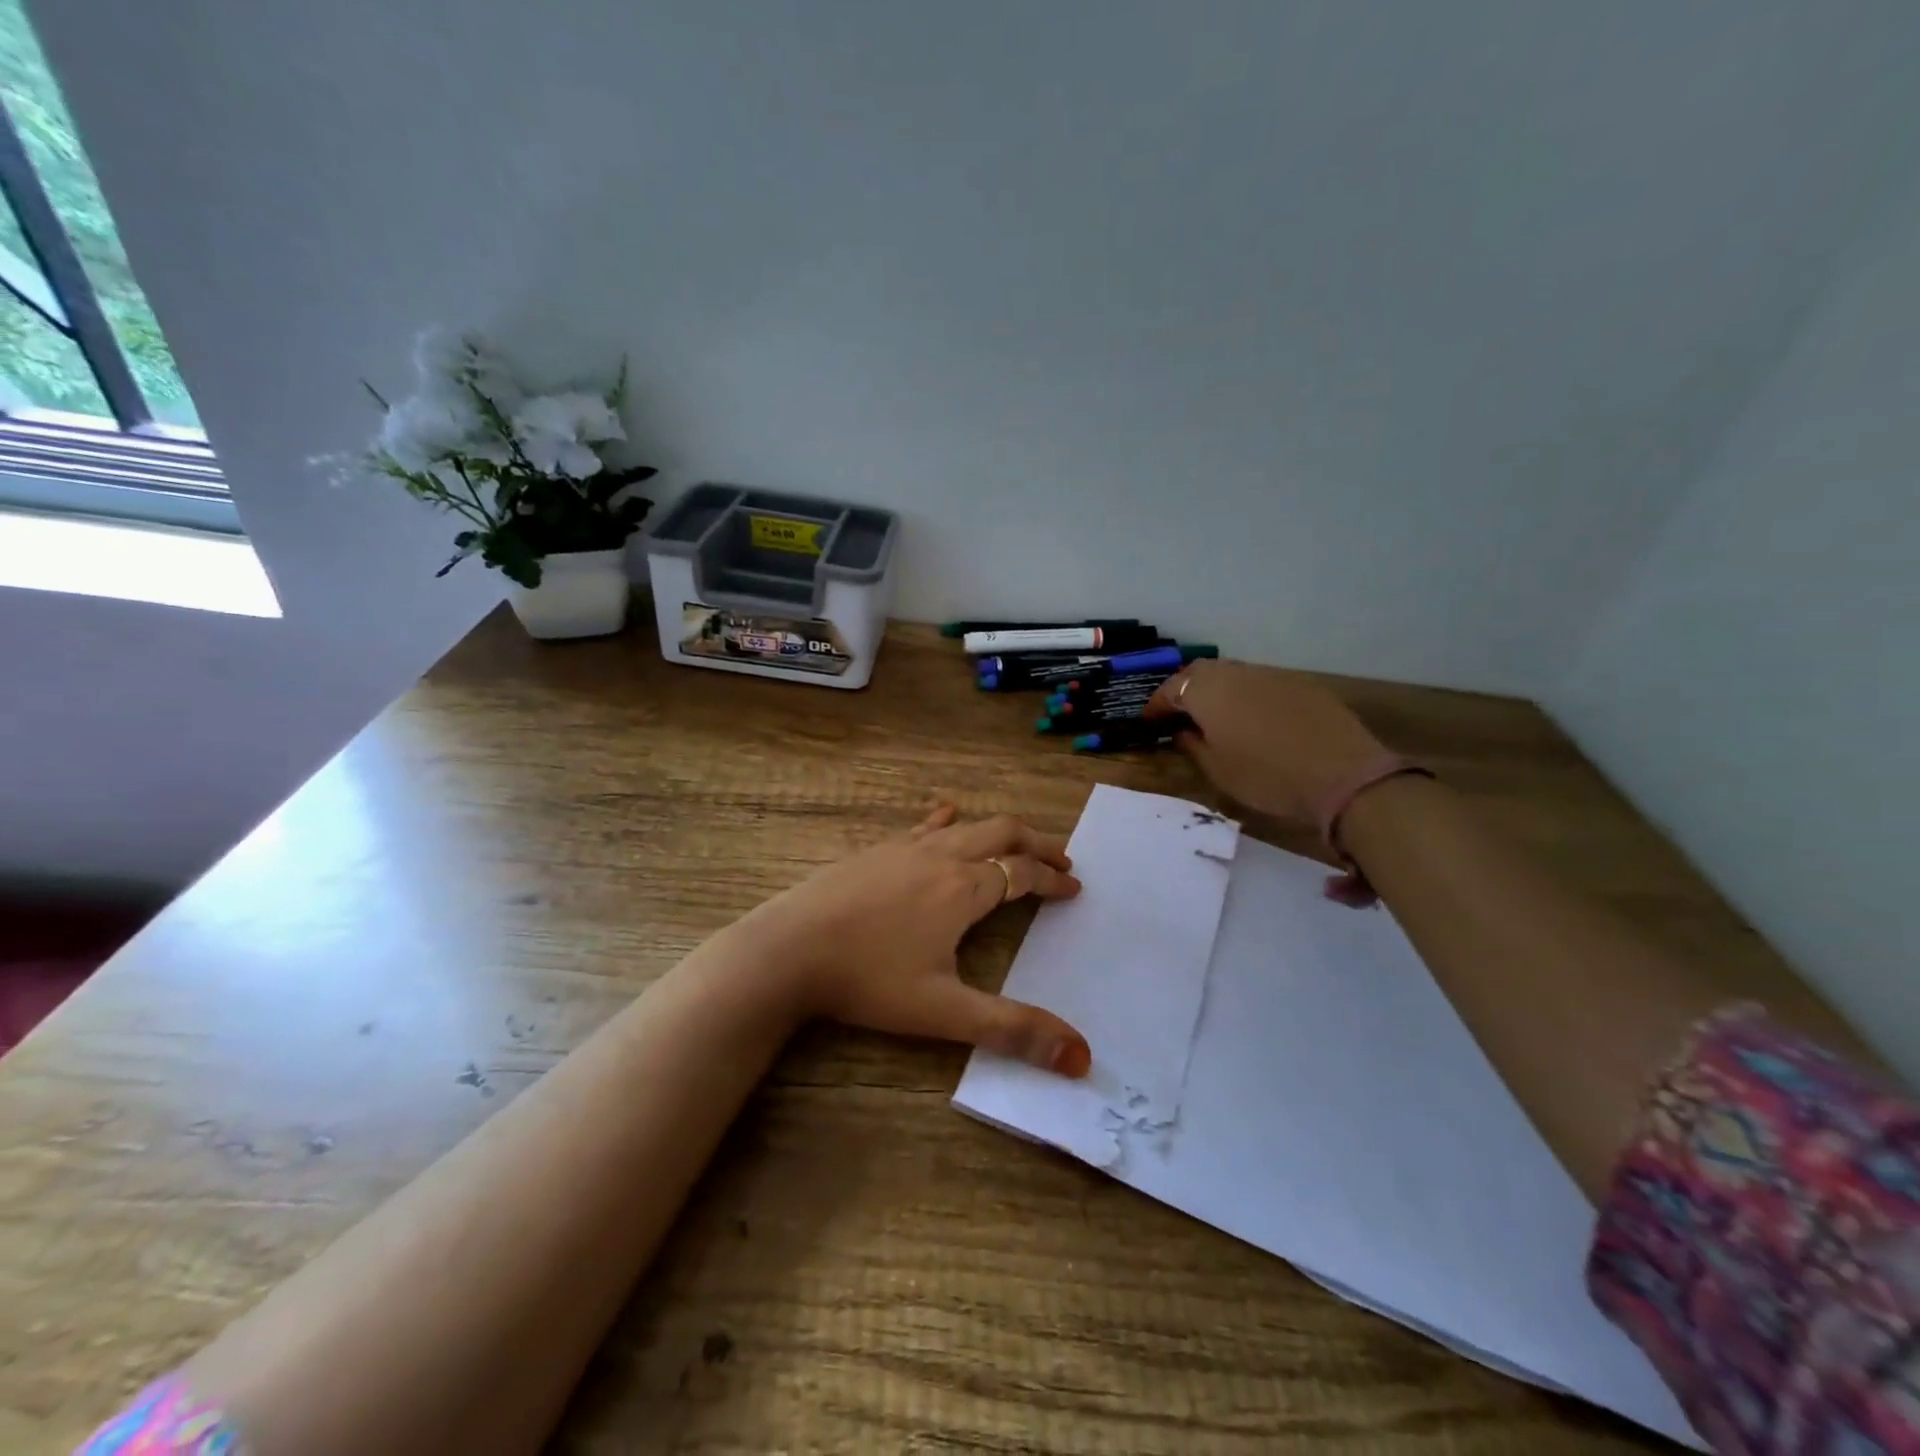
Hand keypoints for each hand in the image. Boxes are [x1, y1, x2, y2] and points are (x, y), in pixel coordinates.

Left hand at [736, 805, 1092, 1076]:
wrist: (787, 949)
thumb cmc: (868, 979)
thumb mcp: (944, 1012)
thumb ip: (1013, 1031)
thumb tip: (1081, 1059)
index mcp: (963, 889)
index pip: (1022, 873)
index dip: (1053, 880)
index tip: (1074, 889)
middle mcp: (940, 856)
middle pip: (1001, 832)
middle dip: (1036, 843)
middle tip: (1060, 860)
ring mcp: (904, 847)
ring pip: (965, 825)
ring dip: (998, 831)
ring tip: (1014, 843)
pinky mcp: (875, 850)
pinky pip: (924, 826)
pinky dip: (948, 821)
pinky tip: (945, 817)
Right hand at [1146, 660, 1384, 822]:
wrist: (1343, 776)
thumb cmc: (1267, 777)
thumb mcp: (1218, 770)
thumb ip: (1193, 746)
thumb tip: (1183, 732)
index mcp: (1208, 691)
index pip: (1171, 689)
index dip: (1157, 705)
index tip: (1149, 721)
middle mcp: (1236, 673)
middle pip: (1200, 672)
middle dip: (1185, 689)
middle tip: (1178, 713)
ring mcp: (1272, 675)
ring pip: (1233, 674)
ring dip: (1217, 690)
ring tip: (1213, 716)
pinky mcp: (1302, 685)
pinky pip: (1261, 684)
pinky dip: (1247, 696)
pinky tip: (1253, 719)